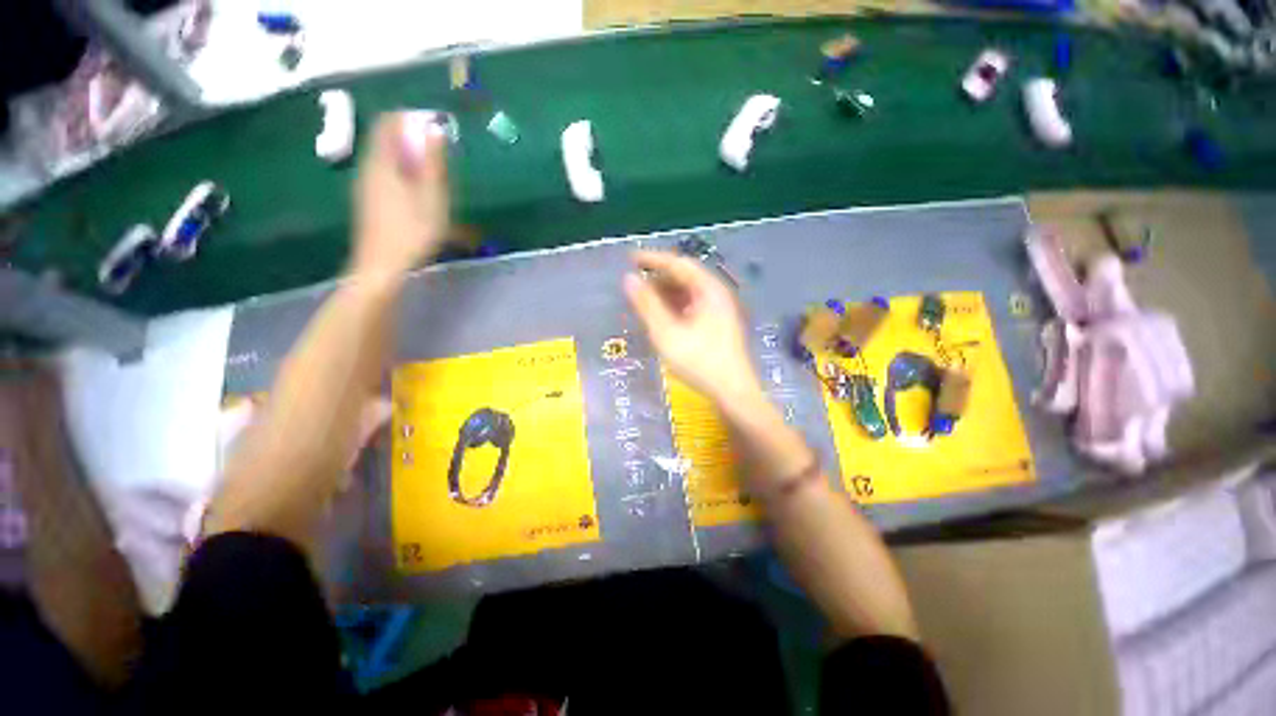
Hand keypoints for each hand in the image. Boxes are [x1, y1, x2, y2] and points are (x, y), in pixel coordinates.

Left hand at [352, 112, 450, 277]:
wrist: (381, 266)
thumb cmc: (412, 233)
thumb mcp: (431, 198)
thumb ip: (432, 163)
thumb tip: (434, 129)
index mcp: (382, 162)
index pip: (388, 122)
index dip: (410, 118)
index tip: (435, 127)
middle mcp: (368, 167)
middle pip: (386, 139)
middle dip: (412, 139)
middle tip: (439, 156)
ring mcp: (365, 184)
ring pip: (386, 157)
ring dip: (409, 158)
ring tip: (434, 177)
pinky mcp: (368, 200)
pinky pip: (385, 173)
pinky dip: (403, 173)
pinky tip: (419, 194)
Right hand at [624, 251, 760, 404]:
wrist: (733, 392)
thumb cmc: (699, 361)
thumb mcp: (667, 332)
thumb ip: (647, 304)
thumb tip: (628, 279)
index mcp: (709, 290)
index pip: (678, 264)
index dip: (652, 259)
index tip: (630, 258)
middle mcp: (717, 294)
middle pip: (685, 277)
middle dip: (658, 278)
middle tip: (635, 284)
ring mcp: (720, 310)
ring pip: (689, 293)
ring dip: (666, 293)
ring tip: (644, 301)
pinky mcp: (719, 325)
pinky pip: (693, 306)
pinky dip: (675, 307)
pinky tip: (663, 317)